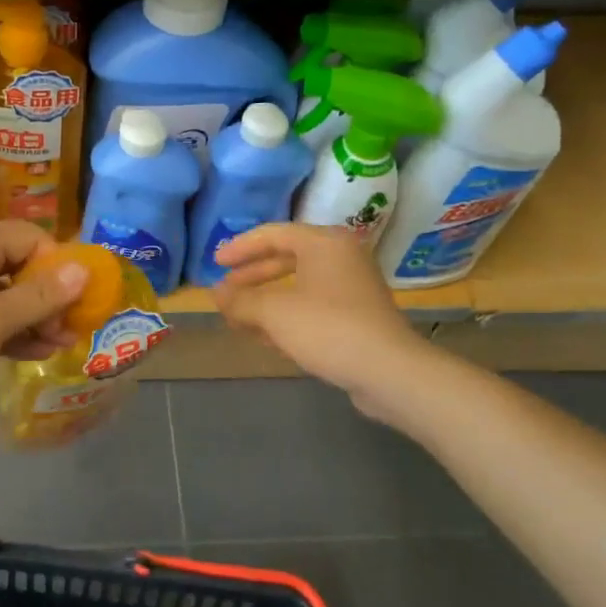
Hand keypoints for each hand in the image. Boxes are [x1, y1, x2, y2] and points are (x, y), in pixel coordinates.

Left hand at [0, 221, 89, 442]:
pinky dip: (9, 331)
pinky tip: (35, 352)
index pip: (29, 237)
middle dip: (49, 295)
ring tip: (62, 344)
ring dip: (33, 317)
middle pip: (18, 265)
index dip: (59, 264)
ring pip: (3, 294)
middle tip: (74, 327)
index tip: (81, 299)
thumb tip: (83, 269)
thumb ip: (39, 297)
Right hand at [213, 223, 422, 408]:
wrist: (389, 372)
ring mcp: (352, 288)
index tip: (215, 264)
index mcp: (324, 243)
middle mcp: (341, 257)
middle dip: (252, 278)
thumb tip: (217, 294)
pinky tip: (267, 338)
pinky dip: (288, 316)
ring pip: (298, 286)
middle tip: (225, 293)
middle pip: (286, 259)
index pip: (273, 234)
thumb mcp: (274, 313)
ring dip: (266, 301)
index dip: (240, 248)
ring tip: (239, 319)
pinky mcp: (358, 316)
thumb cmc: (327, 329)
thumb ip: (241, 300)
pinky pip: (313, 307)